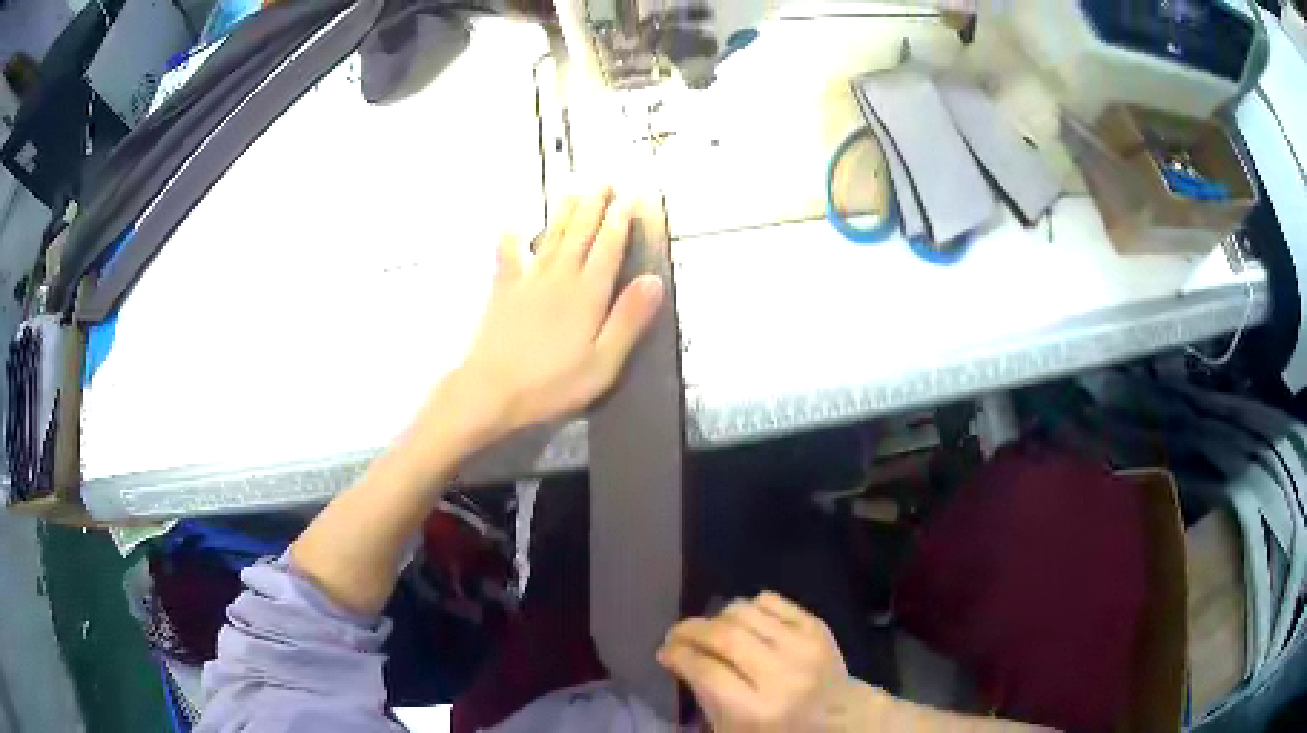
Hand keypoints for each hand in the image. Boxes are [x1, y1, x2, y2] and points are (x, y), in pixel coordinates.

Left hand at [449, 186, 663, 441]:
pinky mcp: (503, 291)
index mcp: (587, 294)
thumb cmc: (552, 383)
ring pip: (551, 237)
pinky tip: (512, 225)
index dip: (620, 221)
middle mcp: (559, 278)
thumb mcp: (603, 362)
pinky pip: (508, 256)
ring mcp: (528, 281)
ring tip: (573, 189)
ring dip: (564, 211)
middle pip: (579, 233)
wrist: (491, 390)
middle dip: (594, 205)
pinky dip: (510, 239)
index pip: (608, 248)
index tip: (630, 198)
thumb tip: (653, 281)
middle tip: (604, 180)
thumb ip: (628, 320)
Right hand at [658, 592, 849, 731]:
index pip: (705, 670)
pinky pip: (771, 600)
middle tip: (676, 634)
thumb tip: (676, 657)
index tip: (664, 652)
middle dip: (689, 630)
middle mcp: (781, 675)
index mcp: (756, 710)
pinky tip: (742, 623)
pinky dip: (748, 607)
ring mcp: (804, 647)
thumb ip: (704, 696)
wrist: (842, 718)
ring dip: (717, 618)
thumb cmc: (779, 731)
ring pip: (744, 612)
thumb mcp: (732, 730)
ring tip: (708, 630)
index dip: (678, 655)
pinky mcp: (818, 627)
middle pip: (723, 636)